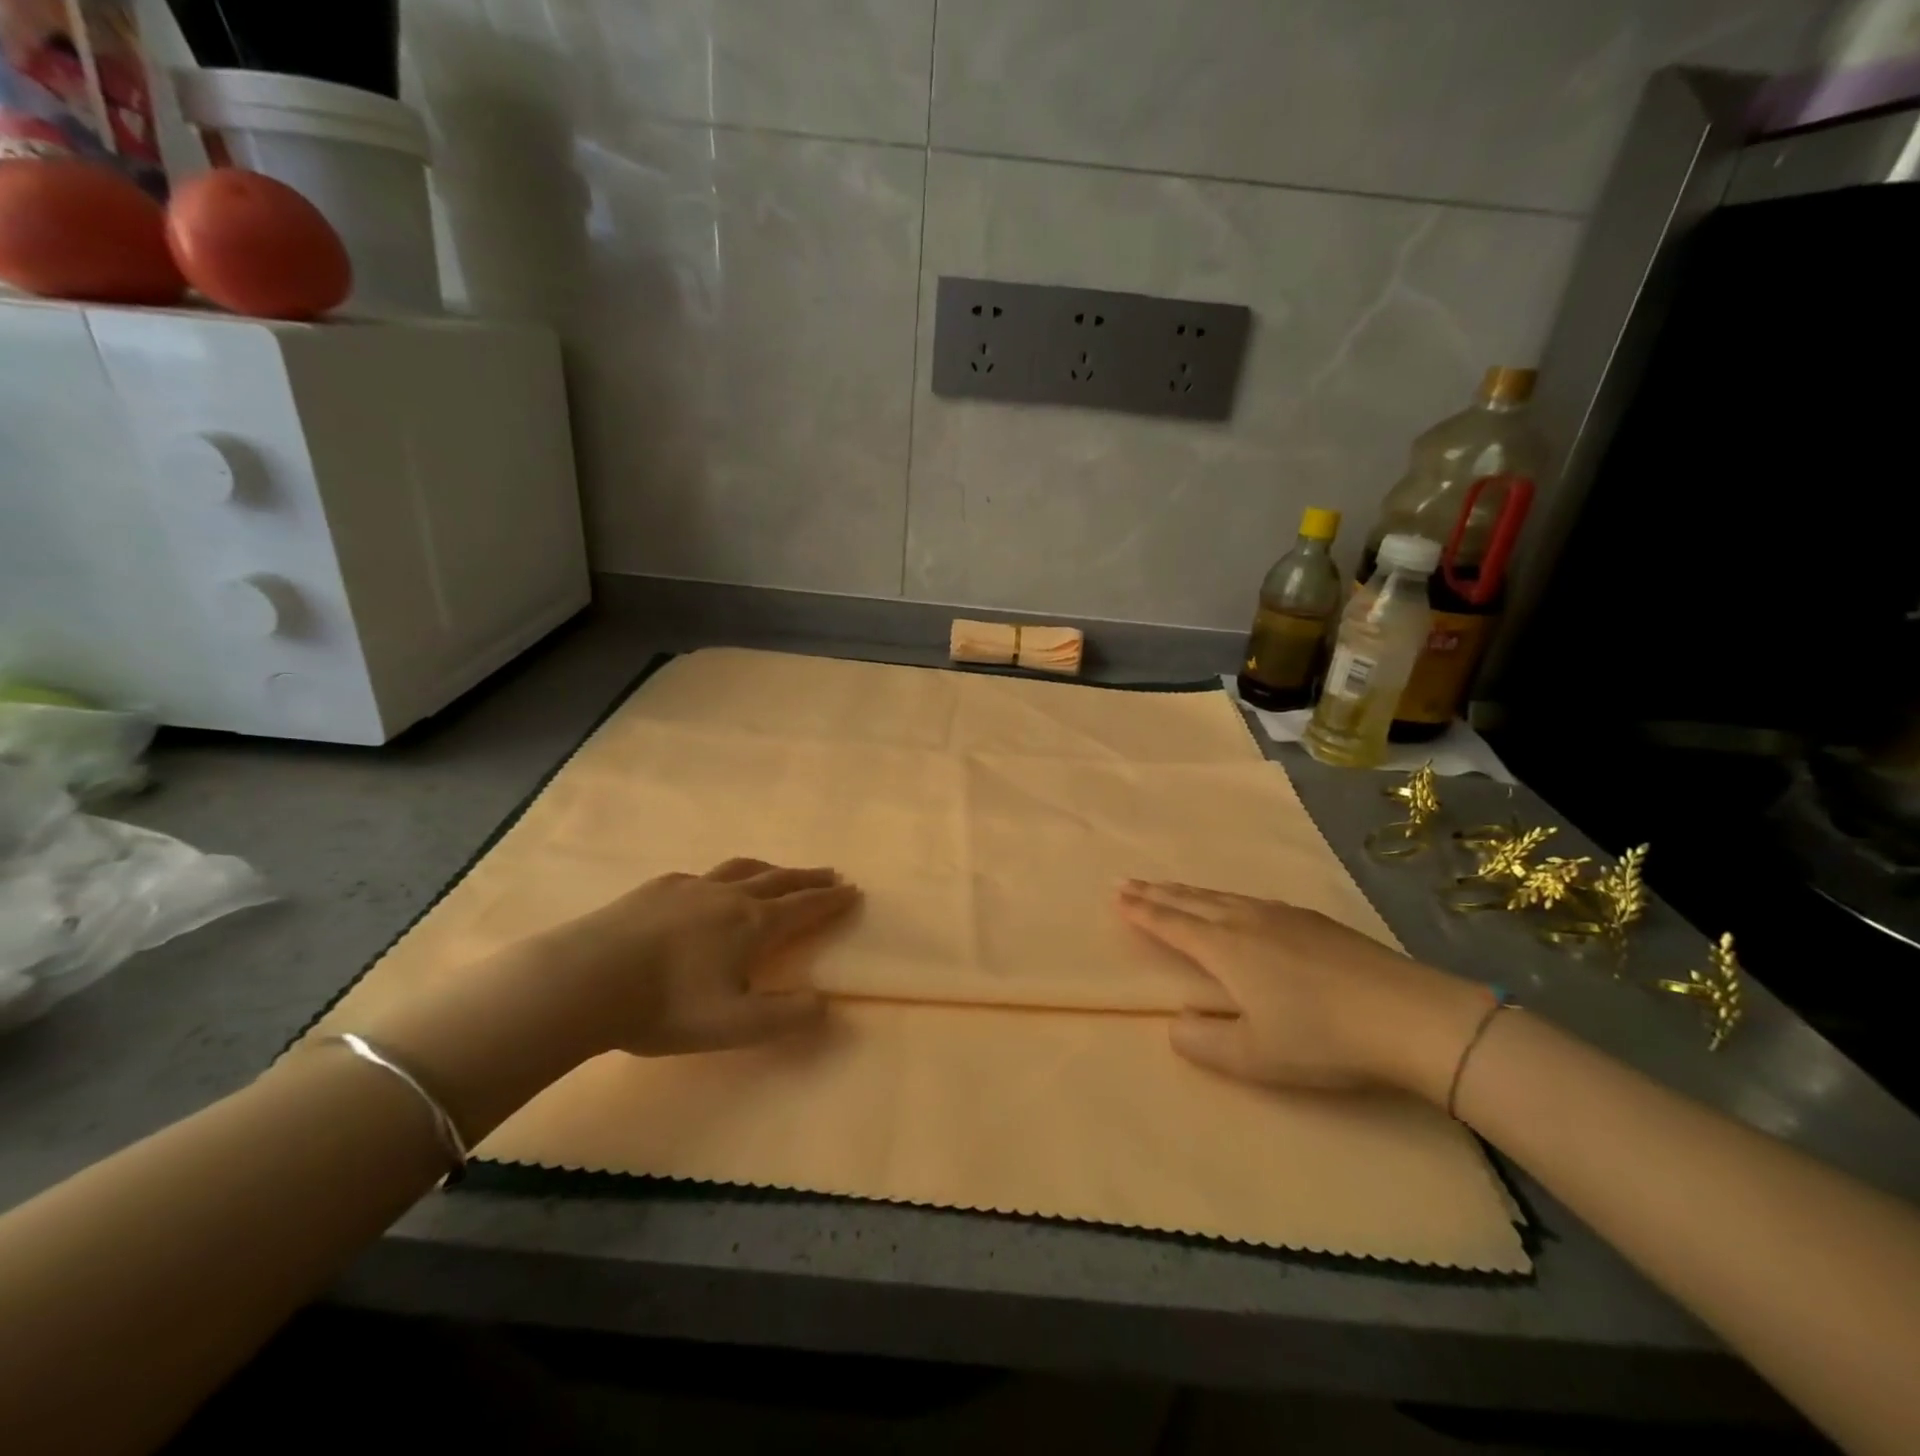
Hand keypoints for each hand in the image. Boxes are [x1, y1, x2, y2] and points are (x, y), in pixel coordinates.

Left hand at [344, 859, 859, 1148]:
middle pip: (779, 880)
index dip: (831, 901)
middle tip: (830, 874)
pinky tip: (709, 888)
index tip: (853, 890)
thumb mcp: (735, 1025)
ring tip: (780, 872)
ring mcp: (691, 887)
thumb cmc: (666, 1005)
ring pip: (742, 870)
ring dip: (770, 870)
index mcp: (753, 925)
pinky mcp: (656, 888)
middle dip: (808, 878)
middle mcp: (729, 897)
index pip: (804, 908)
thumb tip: (827, 1004)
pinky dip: (722, 877)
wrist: (586, 979)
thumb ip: (786, 1017)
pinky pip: (702, 876)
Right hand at [1117, 880, 1492, 1103]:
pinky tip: (1234, 903)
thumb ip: (1203, 1043)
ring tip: (1170, 887)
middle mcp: (1246, 921)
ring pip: (1221, 896)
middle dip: (1156, 892)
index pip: (1171, 924)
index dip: (1142, 911)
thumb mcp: (1253, 1057)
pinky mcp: (1312, 920)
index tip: (1117, 896)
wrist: (1409, 1016)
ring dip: (1188, 891)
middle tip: (1128, 881)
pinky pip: (1249, 899)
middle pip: (1191, 901)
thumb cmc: (1322, 1039)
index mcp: (1225, 948)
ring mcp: (1282, 915)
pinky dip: (1223, 897)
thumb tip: (1175, 1023)